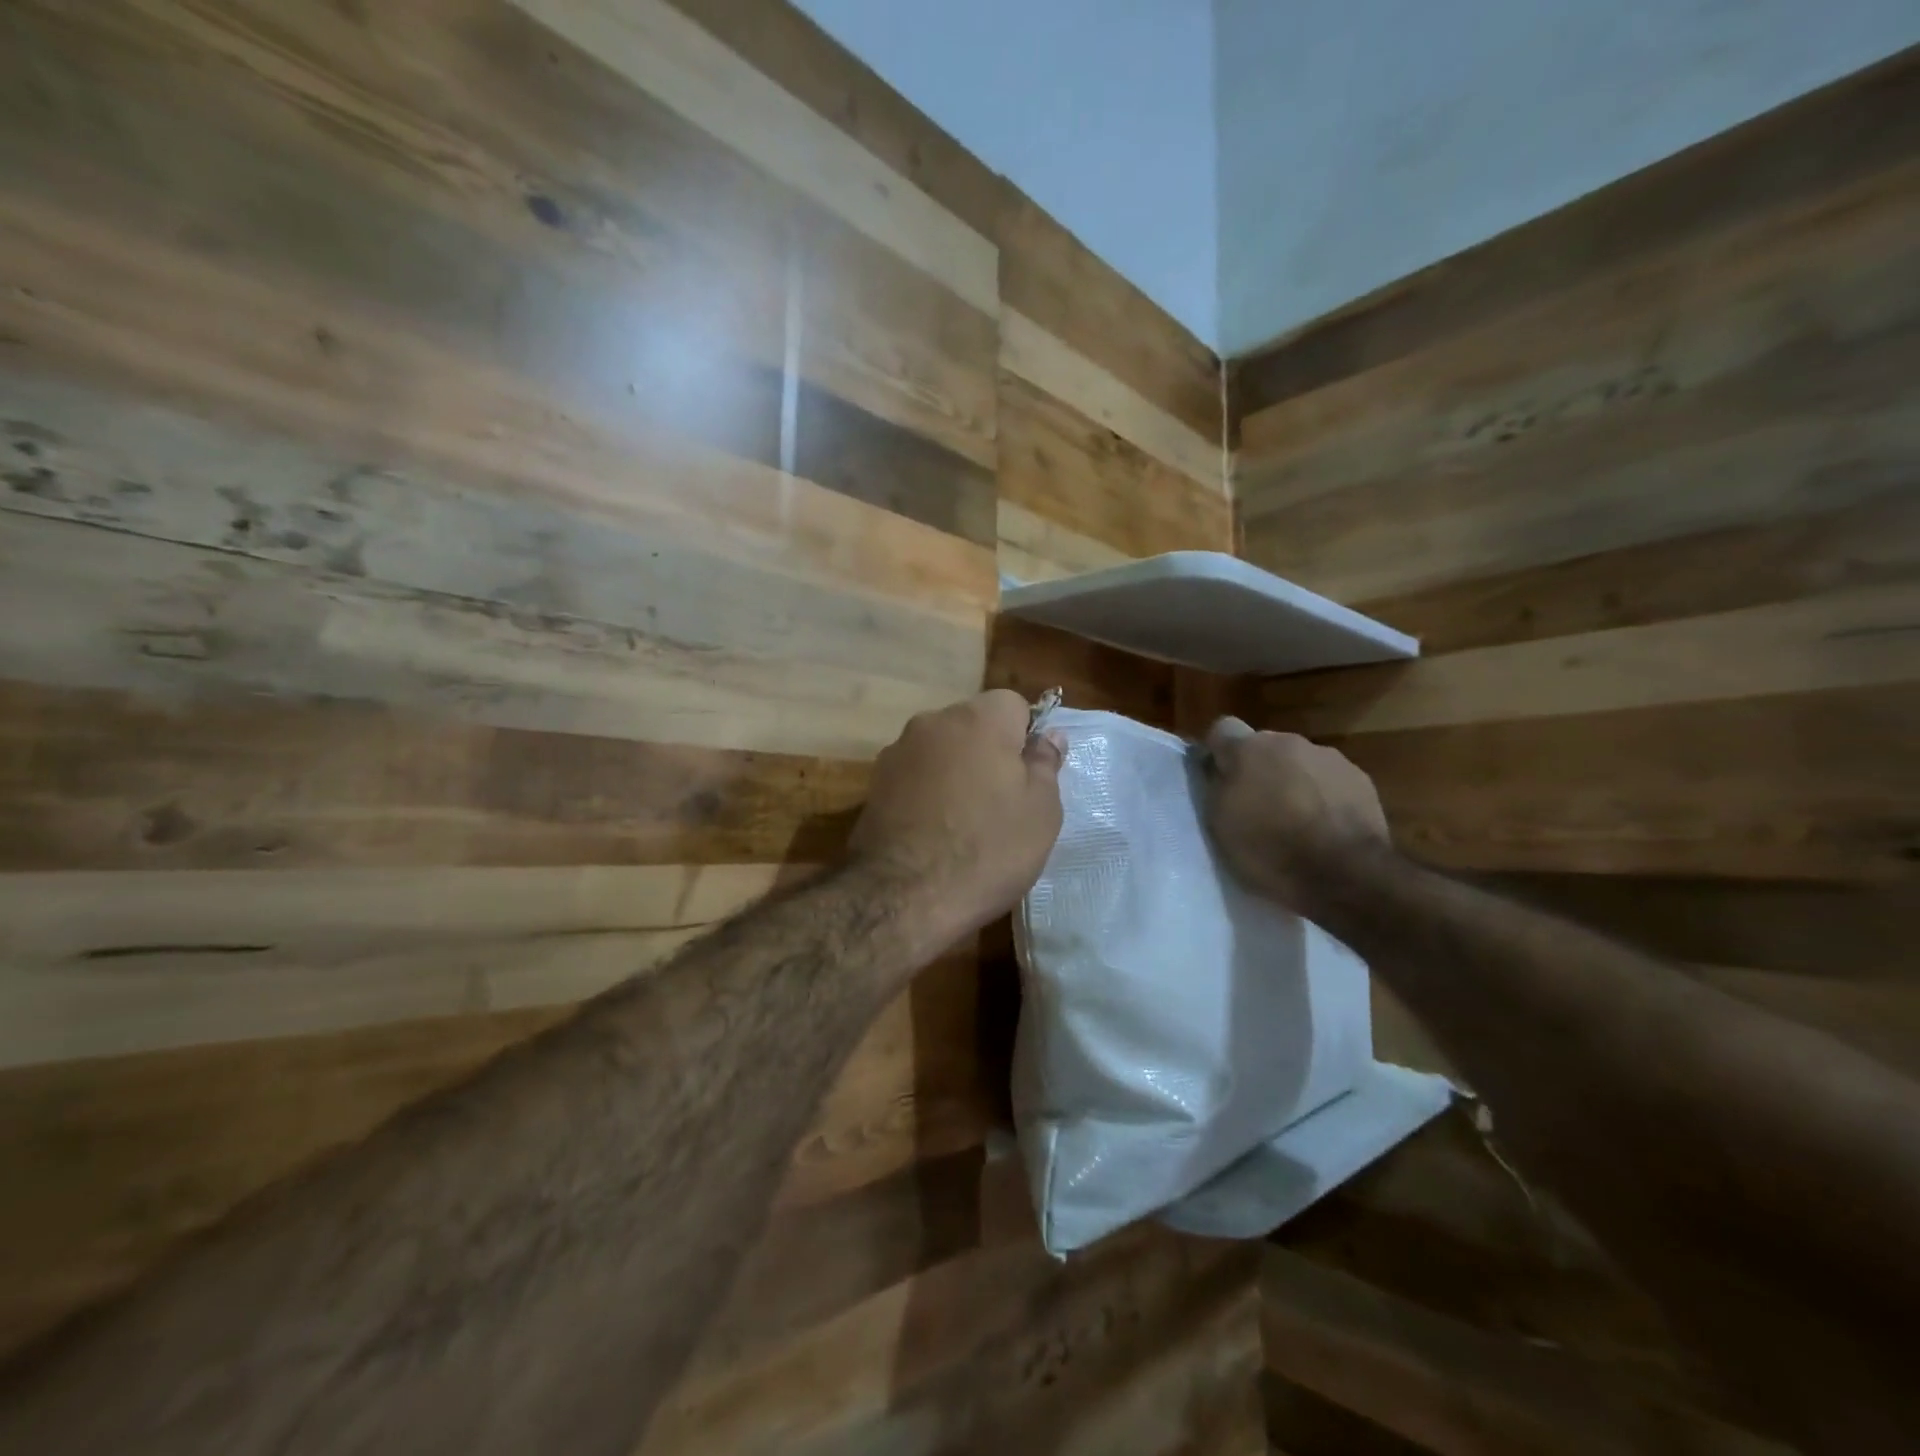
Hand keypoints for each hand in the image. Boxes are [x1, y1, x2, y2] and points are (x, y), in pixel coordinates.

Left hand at [850, 690, 1064, 949]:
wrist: (902, 896)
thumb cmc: (987, 850)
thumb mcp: (1040, 811)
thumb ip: (1045, 764)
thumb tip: (1049, 735)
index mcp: (979, 718)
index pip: (1012, 704)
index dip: (1025, 737)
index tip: (1028, 777)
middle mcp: (933, 722)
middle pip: (973, 725)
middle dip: (989, 752)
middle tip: (1002, 803)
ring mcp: (898, 751)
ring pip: (942, 750)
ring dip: (956, 772)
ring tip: (964, 822)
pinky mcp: (874, 783)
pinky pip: (915, 775)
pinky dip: (927, 792)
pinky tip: (933, 830)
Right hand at [1203, 716, 1390, 910]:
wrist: (1345, 874)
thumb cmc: (1270, 849)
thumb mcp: (1219, 823)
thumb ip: (1216, 785)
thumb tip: (1217, 768)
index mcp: (1249, 748)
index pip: (1222, 729)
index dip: (1218, 752)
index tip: (1217, 779)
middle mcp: (1289, 741)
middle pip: (1264, 746)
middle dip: (1258, 768)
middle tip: (1255, 805)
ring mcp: (1329, 758)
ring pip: (1299, 762)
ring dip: (1292, 781)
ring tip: (1294, 820)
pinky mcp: (1361, 779)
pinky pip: (1329, 780)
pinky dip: (1322, 796)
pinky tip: (1324, 827)